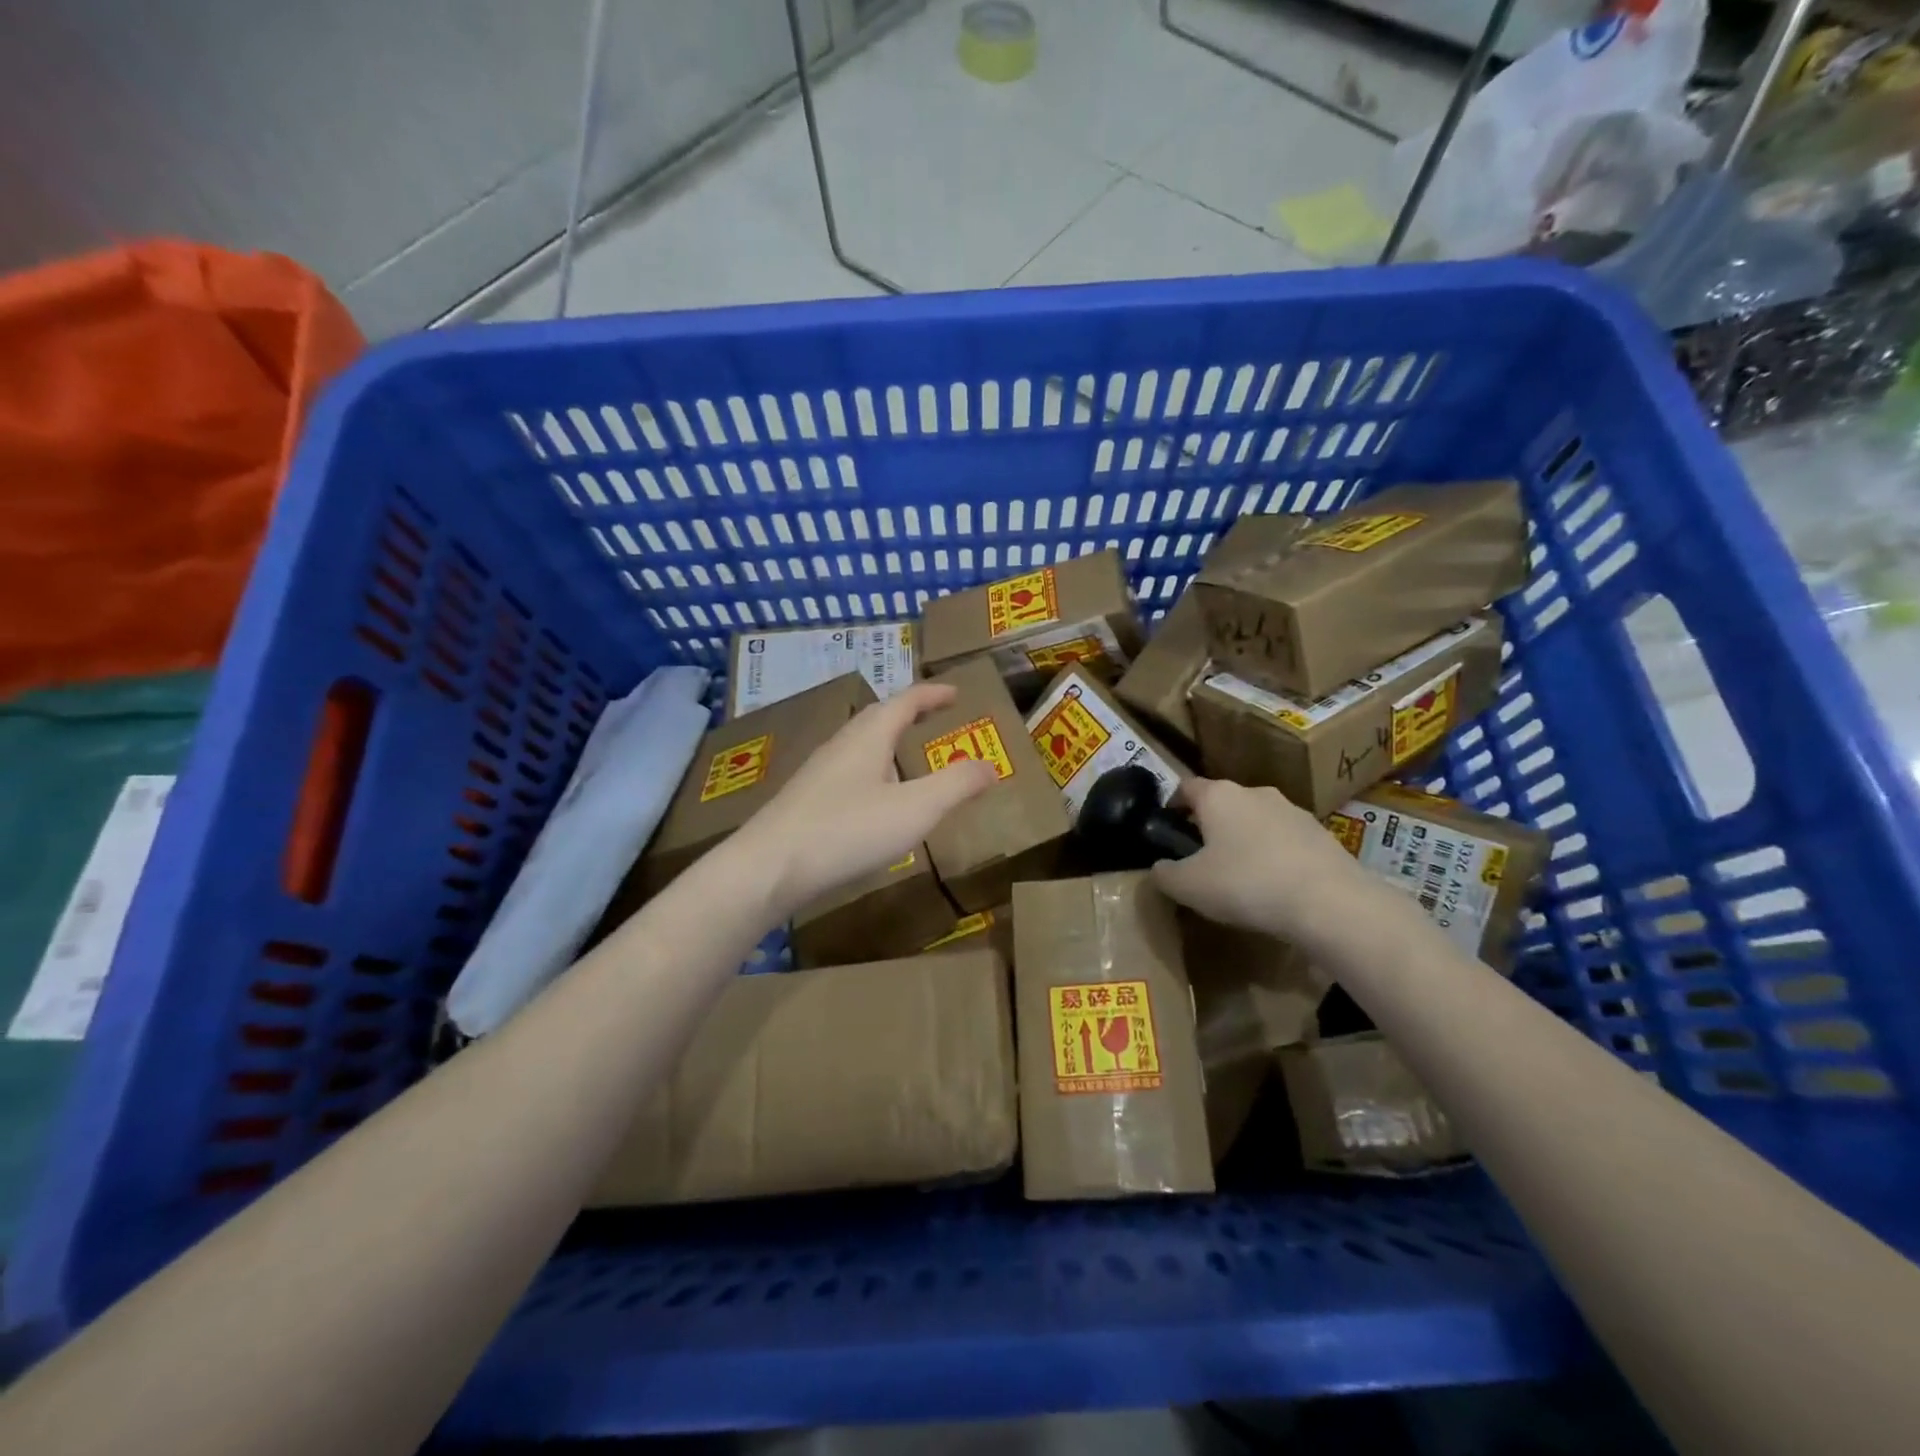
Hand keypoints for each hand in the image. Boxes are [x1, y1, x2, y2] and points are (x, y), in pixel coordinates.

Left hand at [734, 682, 998, 918]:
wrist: (768, 868)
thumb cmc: (847, 830)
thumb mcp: (915, 808)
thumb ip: (956, 785)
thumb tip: (991, 765)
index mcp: (868, 736)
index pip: (905, 701)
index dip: (932, 695)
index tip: (955, 692)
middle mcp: (840, 745)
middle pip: (877, 718)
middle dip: (908, 713)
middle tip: (934, 718)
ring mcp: (818, 773)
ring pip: (859, 745)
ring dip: (886, 742)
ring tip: (906, 756)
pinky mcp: (805, 801)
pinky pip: (847, 771)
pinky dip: (871, 771)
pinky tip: (873, 799)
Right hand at [1150, 777, 1379, 945]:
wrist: (1329, 902)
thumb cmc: (1246, 884)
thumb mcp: (1189, 886)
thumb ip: (1165, 874)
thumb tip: (1159, 867)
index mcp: (1218, 796)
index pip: (1186, 787)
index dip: (1172, 805)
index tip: (1167, 829)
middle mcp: (1254, 792)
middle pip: (1222, 803)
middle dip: (1210, 826)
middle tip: (1201, 859)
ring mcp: (1292, 810)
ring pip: (1256, 820)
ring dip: (1244, 840)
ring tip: (1240, 877)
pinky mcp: (1321, 833)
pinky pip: (1285, 840)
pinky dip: (1274, 856)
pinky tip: (1274, 887)